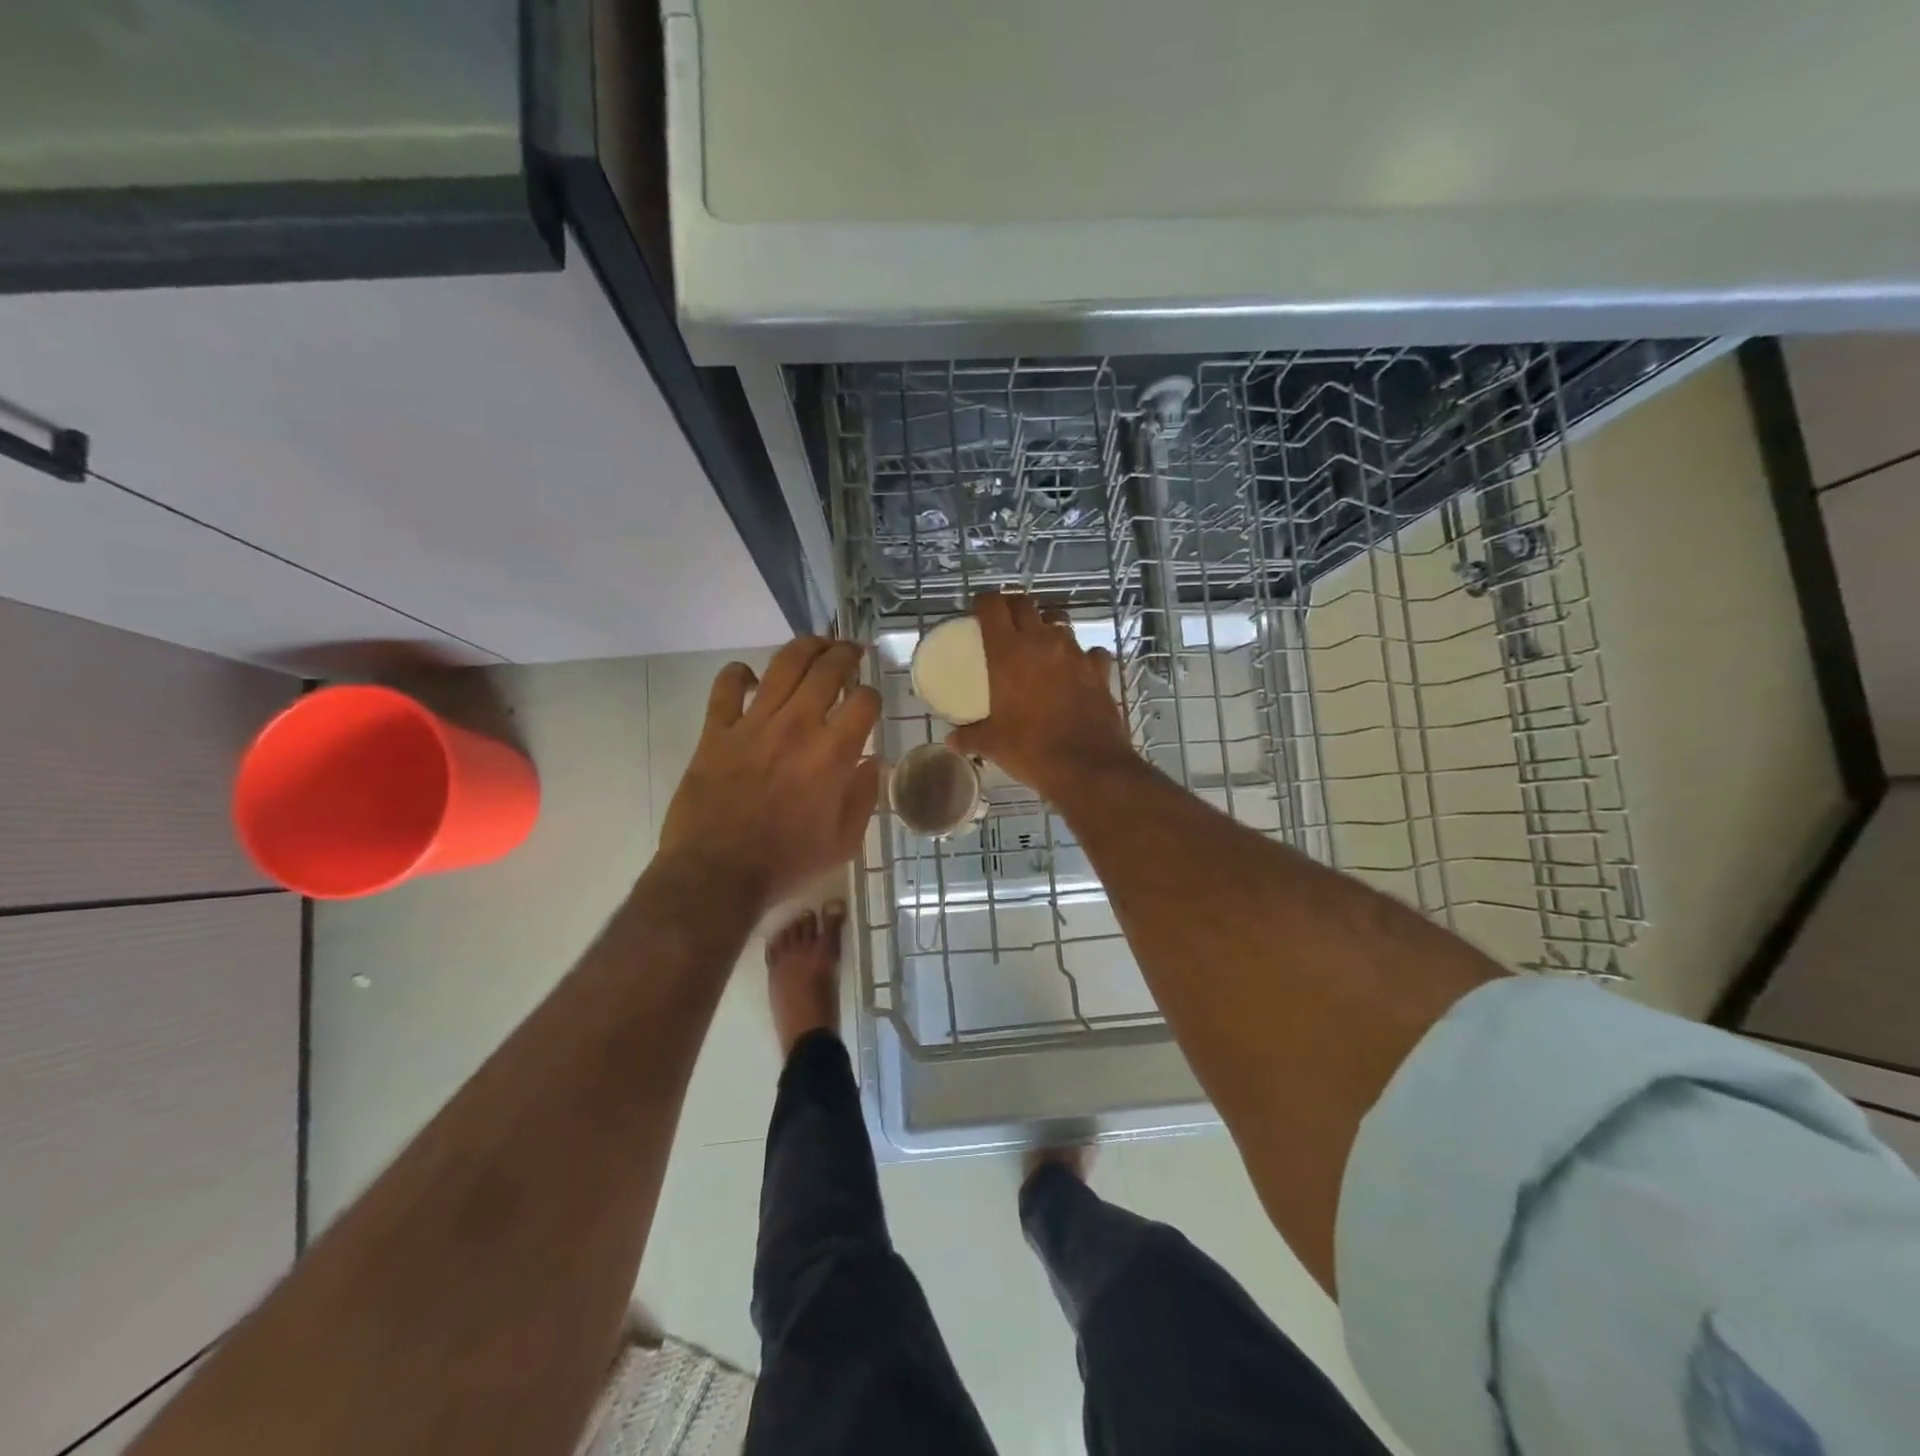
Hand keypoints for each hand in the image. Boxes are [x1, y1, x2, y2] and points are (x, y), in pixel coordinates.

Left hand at [658, 638, 880, 908]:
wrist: (716, 876)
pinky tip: (750, 677)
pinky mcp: (716, 731)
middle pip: (827, 669)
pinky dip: (739, 674)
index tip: (870, 702)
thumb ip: (864, 797)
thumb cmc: (787, 864)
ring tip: (815, 645)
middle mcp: (797, 727)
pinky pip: (727, 686)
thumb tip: (874, 763)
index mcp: (833, 754)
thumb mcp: (843, 842)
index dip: (872, 695)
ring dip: (805, 647)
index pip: (864, 701)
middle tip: (851, 652)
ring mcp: (754, 724)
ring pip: (783, 664)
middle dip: (846, 654)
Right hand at [947, 592, 1137, 800]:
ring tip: (1039, 644)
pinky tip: (1077, 669)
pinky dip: (1082, 655)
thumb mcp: (992, 744)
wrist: (1087, 767)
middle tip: (1005, 621)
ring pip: (1059, 622)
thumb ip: (969, 737)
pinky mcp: (1099, 670)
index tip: (978, 610)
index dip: (983, 602)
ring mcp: (1075, 653)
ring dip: (1047, 626)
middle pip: (1025, 604)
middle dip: (1013, 606)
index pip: (992, 606)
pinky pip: (1090, 651)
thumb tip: (952, 740)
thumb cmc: (1031, 750)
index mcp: (1008, 652)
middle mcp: (1042, 642)